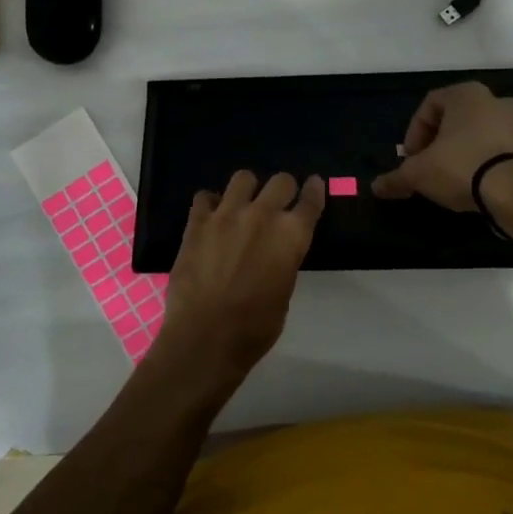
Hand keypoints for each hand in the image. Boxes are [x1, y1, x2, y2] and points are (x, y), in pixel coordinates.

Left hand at [151, 171, 324, 389]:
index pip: (310, 201)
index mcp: (291, 236)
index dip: (314, 190)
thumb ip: (283, 261)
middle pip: (281, 181)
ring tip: (242, 204)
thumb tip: (275, 253)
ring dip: (247, 189)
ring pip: (243, 177)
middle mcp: (262, 215)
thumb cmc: (255, 327)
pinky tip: (211, 217)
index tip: (314, 184)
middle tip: (277, 201)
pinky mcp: (197, 222)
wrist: (206, 336)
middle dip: (282, 189)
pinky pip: (204, 197)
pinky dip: (210, 204)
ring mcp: (227, 214)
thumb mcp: (284, 293)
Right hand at [371, 82, 512, 211]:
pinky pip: (500, 152)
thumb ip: (396, 178)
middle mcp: (496, 101)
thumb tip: (376, 187)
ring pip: (479, 135)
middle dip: (438, 143)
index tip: (410, 159)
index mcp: (467, 94)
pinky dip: (484, 164)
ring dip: (462, 152)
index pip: (429, 105)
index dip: (414, 133)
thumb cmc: (461, 166)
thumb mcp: (419, 173)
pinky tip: (475, 185)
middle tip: (428, 166)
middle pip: (456, 120)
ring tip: (451, 179)